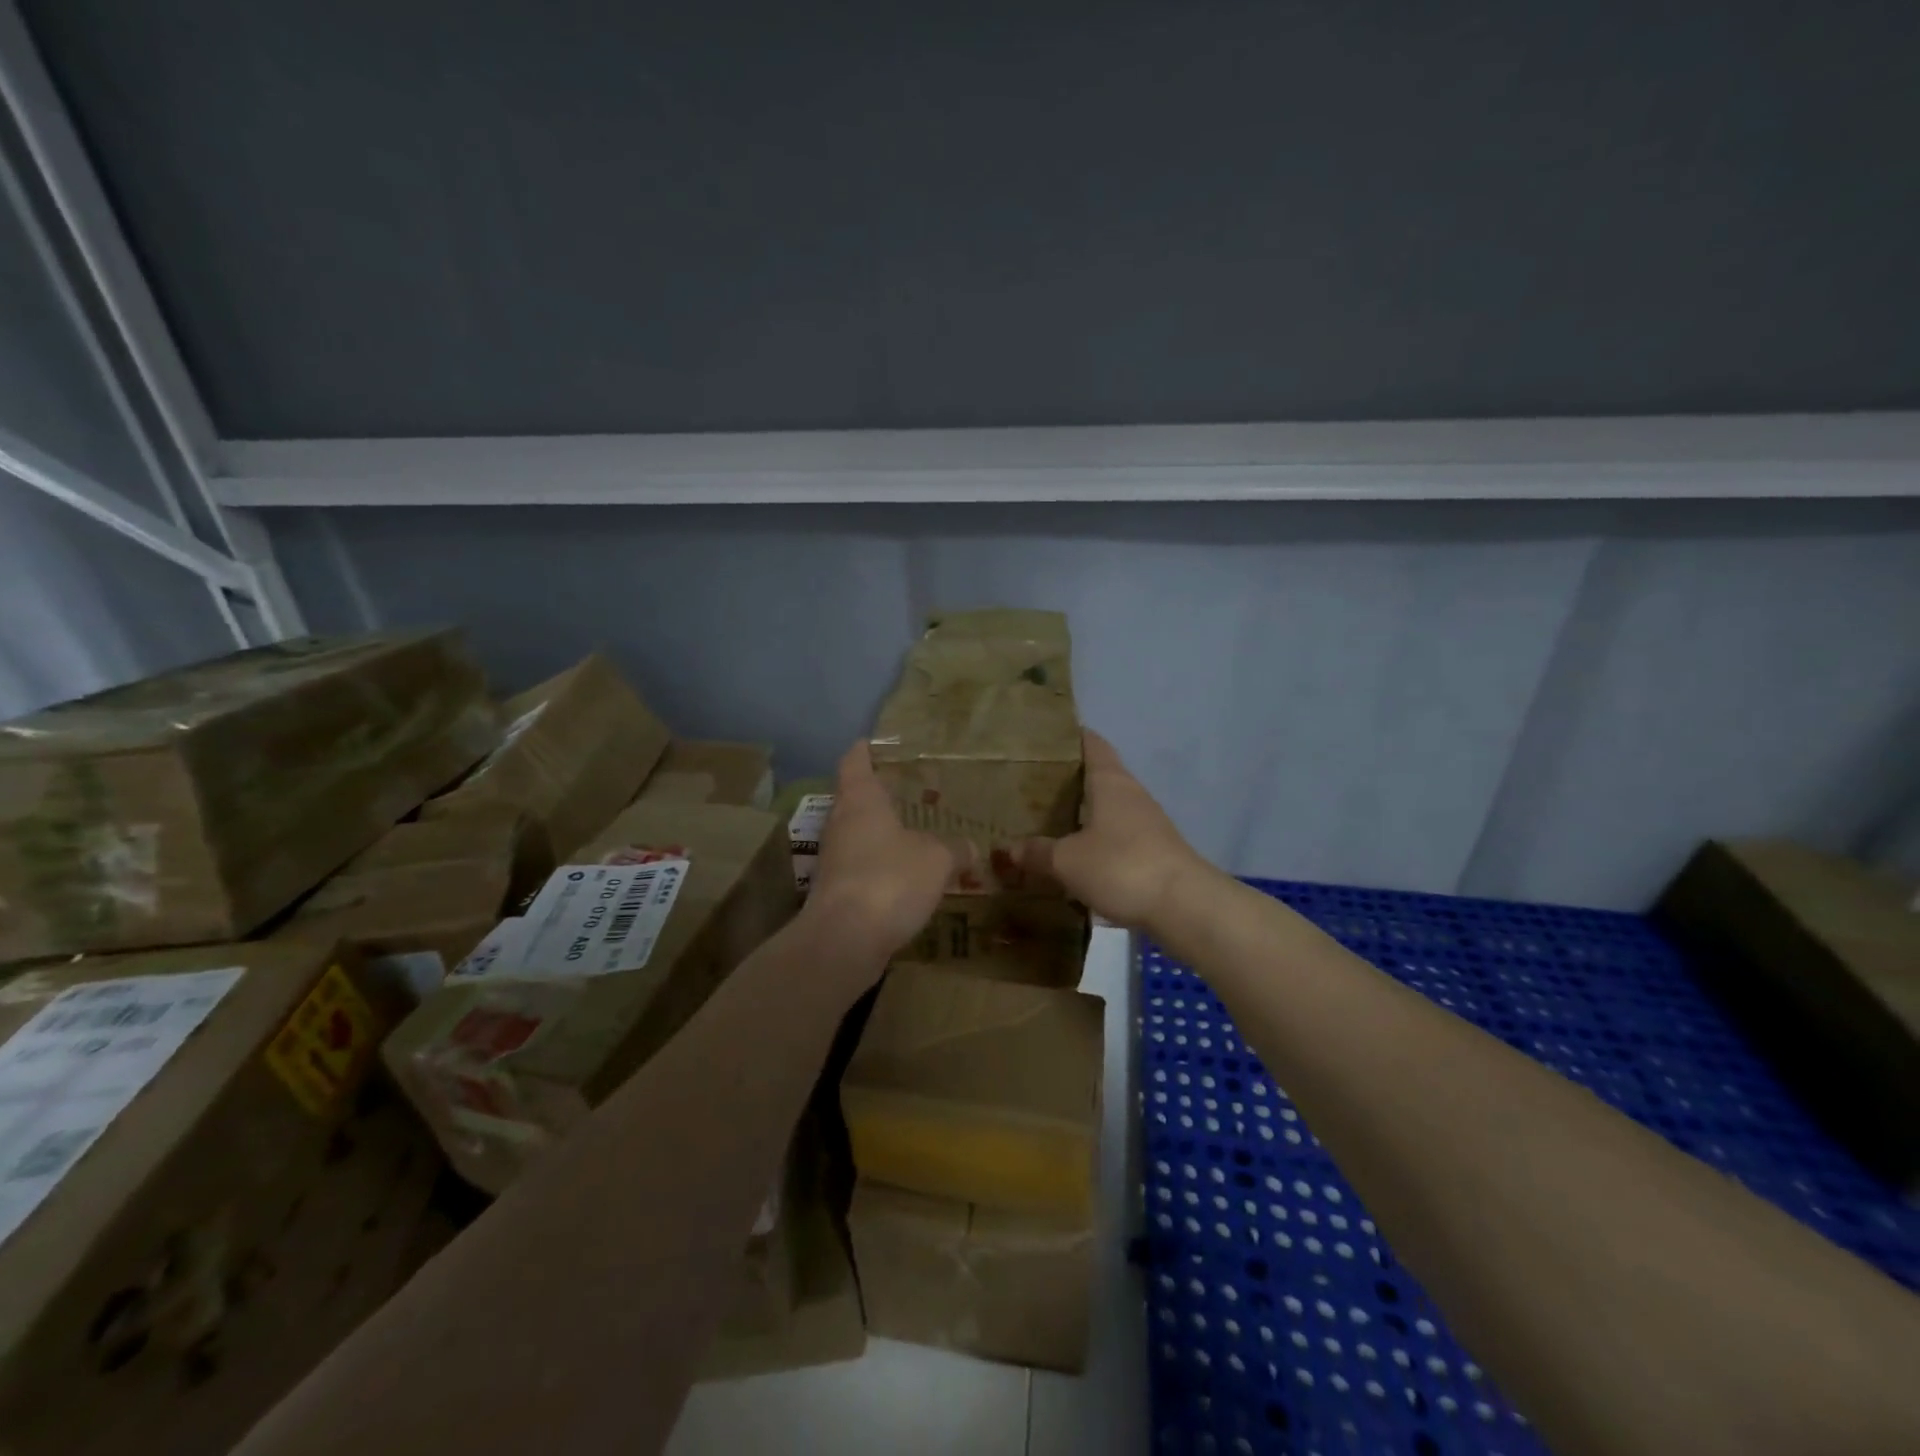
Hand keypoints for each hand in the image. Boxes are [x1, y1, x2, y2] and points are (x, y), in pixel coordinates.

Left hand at [805, 741, 957, 964]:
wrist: (844, 940)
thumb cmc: (890, 879)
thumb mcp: (937, 859)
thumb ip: (955, 849)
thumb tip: (970, 846)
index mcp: (860, 800)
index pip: (855, 762)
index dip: (864, 750)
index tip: (873, 743)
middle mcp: (840, 823)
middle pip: (854, 798)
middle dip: (878, 795)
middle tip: (907, 792)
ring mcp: (833, 859)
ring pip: (857, 835)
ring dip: (879, 834)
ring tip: (911, 834)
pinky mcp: (834, 892)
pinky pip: (860, 868)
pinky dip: (879, 866)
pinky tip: (903, 878)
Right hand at [1021, 729, 1211, 931]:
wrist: (1184, 906)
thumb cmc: (1121, 866)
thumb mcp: (1068, 861)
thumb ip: (1038, 852)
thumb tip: (1010, 849)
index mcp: (1111, 782)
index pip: (1091, 744)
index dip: (1070, 737)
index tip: (1044, 738)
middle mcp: (1131, 795)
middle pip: (1098, 776)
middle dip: (1068, 780)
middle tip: (1031, 786)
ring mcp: (1147, 824)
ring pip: (1108, 808)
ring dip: (1083, 813)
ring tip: (1048, 822)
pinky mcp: (1154, 852)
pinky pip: (1118, 837)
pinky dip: (1097, 841)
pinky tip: (1077, 857)